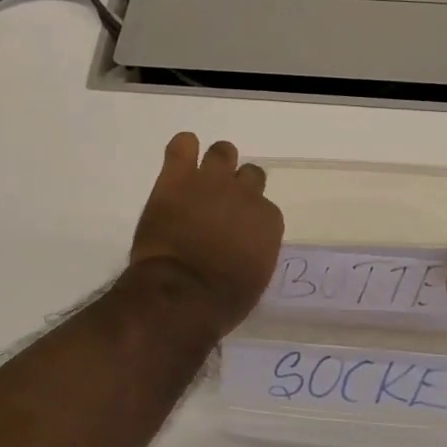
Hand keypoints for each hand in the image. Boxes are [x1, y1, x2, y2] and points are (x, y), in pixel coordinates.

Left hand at [130, 133, 284, 335]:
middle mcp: (246, 194)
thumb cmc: (221, 301)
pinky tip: (180, 160)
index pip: (264, 207)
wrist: (182, 295)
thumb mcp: (253, 278)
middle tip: (219, 202)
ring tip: (200, 179)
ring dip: (215, 163)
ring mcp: (211, 182)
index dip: (249, 216)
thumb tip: (243, 245)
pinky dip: (183, 149)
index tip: (236, 229)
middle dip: (237, 186)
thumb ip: (254, 251)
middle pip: (250, 174)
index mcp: (268, 221)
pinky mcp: (178, 178)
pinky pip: (183, 145)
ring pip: (223, 151)